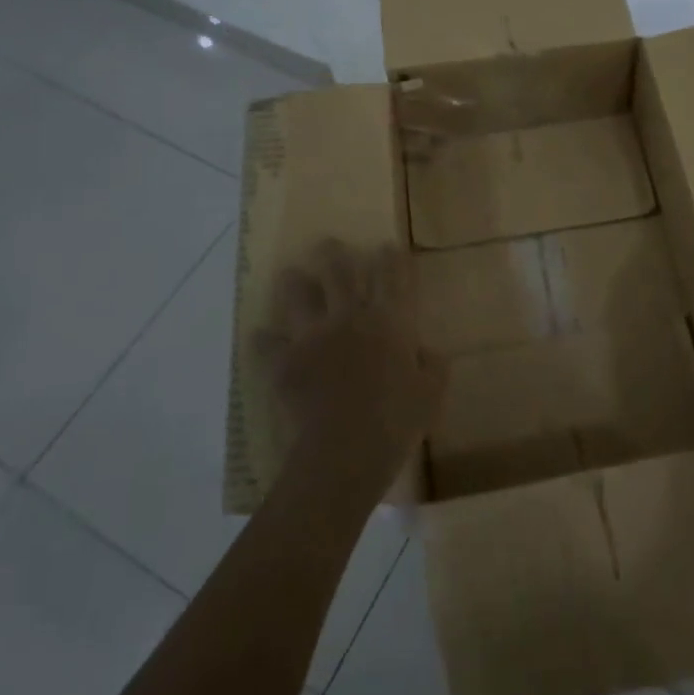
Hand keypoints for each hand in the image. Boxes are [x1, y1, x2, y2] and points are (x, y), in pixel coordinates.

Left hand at [260, 240, 441, 492]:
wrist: (345, 450)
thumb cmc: (396, 421)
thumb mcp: (431, 394)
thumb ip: (433, 366)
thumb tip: (428, 352)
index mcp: (389, 321)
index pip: (392, 278)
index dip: (391, 258)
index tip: (387, 245)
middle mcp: (349, 318)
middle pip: (340, 274)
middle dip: (334, 255)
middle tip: (328, 243)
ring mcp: (313, 337)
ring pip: (299, 297)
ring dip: (294, 283)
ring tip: (290, 274)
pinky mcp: (285, 362)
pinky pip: (268, 345)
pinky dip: (264, 340)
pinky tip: (260, 336)